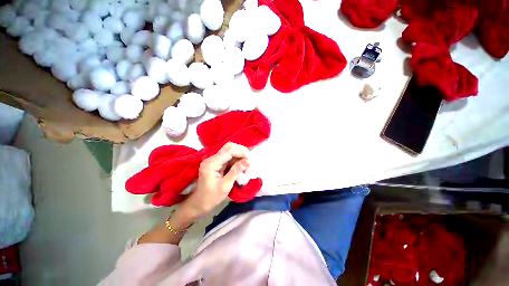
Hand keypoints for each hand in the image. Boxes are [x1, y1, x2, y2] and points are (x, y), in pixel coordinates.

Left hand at [181, 142, 249, 217]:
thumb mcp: (225, 186)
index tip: (249, 161)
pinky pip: (230, 157)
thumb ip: (236, 171)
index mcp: (211, 163)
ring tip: (246, 167)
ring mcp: (214, 160)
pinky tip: (241, 168)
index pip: (229, 150)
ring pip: (231, 151)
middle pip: (230, 147)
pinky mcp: (218, 163)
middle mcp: (212, 158)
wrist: (199, 203)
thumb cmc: (211, 197)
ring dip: (240, 157)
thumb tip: (247, 161)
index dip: (241, 152)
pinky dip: (237, 160)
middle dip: (242, 152)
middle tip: (248, 163)